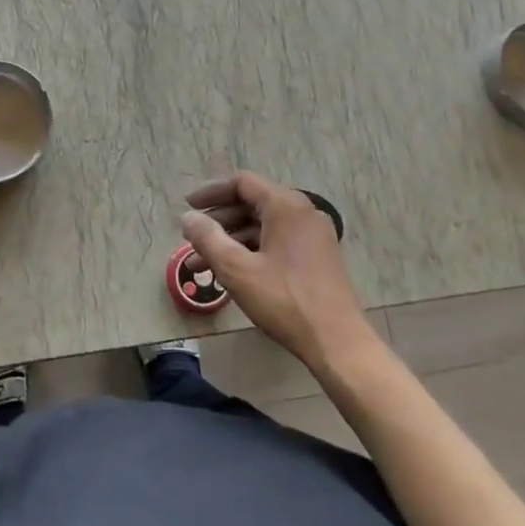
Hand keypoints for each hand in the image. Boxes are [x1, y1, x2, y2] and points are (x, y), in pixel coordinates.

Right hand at [179, 172, 376, 372]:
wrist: (337, 342)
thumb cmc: (284, 300)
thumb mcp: (237, 269)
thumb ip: (208, 238)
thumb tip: (187, 218)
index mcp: (285, 206)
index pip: (242, 183)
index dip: (211, 192)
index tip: (188, 206)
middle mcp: (302, 212)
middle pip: (252, 203)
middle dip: (218, 221)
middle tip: (192, 239)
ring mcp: (313, 235)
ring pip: (263, 226)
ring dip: (231, 240)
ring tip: (202, 264)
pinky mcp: (317, 256)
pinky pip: (276, 241)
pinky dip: (251, 250)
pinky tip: (231, 274)